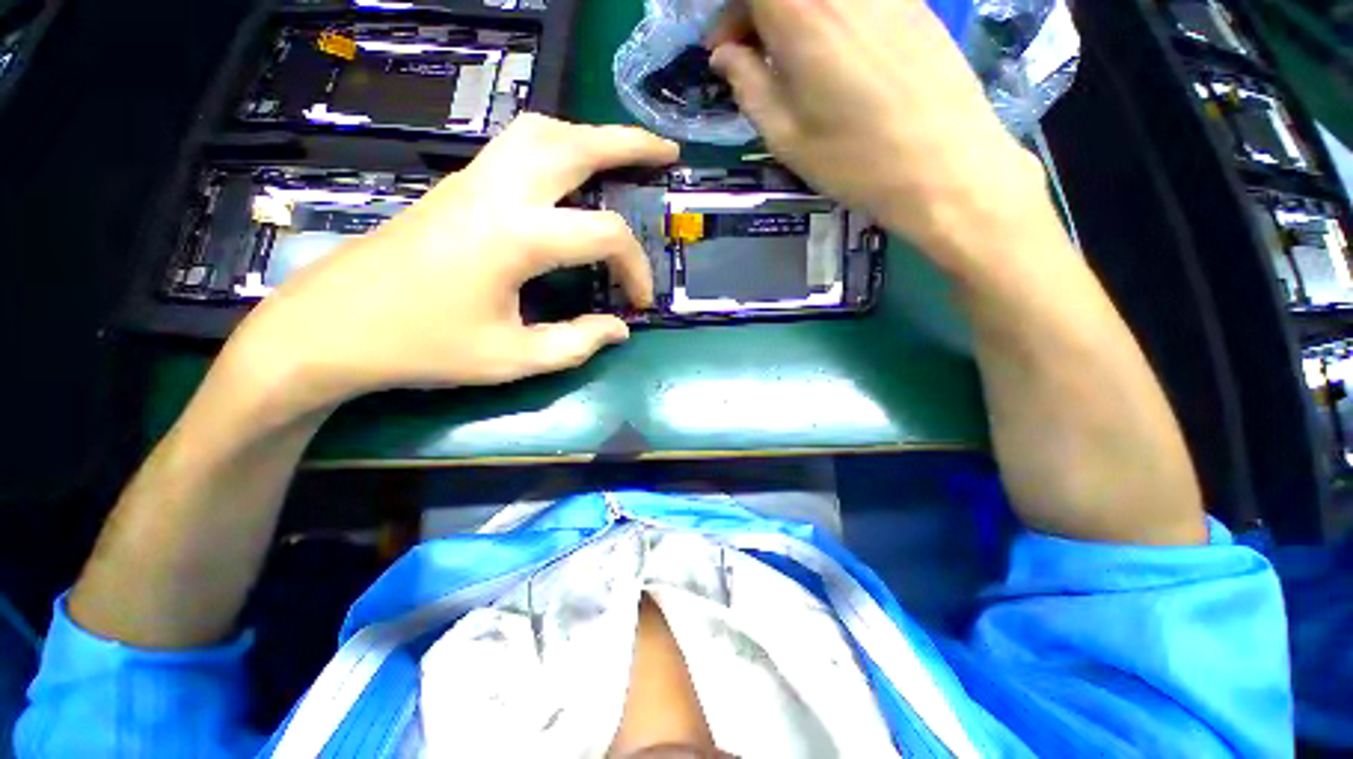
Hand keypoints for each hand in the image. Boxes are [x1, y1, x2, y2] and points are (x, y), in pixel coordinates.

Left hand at [223, 114, 678, 416]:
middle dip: (628, 143)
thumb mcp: (511, 359)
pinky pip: (517, 146)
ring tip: (620, 154)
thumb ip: (576, 344)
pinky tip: (569, 173)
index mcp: (515, 236)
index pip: (604, 235)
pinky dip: (557, 147)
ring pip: (540, 131)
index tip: (638, 303)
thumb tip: (619, 330)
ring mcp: (470, 181)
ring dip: (588, 137)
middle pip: (573, 144)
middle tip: (666, 153)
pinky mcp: (456, 187)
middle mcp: (496, 192)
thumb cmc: (422, 348)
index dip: (635, 268)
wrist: (328, 328)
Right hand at [708, 0, 1049, 267]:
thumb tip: (726, 55)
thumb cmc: (852, 158)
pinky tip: (830, 55)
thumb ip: (747, 84)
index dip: (728, 16)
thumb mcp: (784, 133)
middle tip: (750, 58)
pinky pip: (853, 1)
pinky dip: (828, 16)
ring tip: (789, 60)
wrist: (943, 165)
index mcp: (800, 8)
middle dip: (756, 14)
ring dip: (792, 17)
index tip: (722, 52)